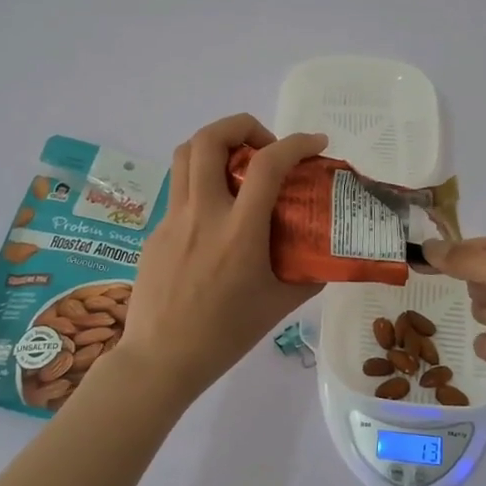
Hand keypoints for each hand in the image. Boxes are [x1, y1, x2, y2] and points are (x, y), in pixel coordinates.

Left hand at [117, 114, 329, 398]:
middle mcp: (202, 214)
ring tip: (238, 168)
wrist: (161, 360)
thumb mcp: (278, 305)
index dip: (296, 143)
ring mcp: (172, 220)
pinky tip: (216, 222)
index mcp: (238, 231)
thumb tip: (330, 257)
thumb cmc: (225, 336)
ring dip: (215, 146)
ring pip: (185, 156)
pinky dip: (203, 187)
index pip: (267, 165)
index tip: (316, 144)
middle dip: (242, 125)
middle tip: (265, 146)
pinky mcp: (155, 233)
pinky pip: (180, 193)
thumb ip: (308, 275)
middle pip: (209, 139)